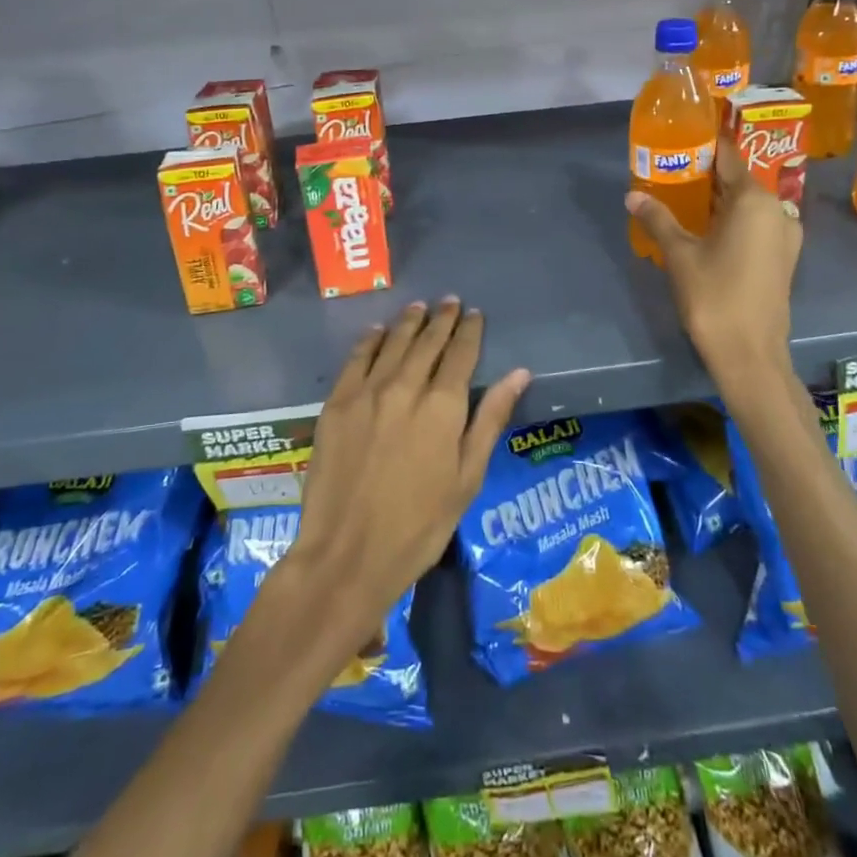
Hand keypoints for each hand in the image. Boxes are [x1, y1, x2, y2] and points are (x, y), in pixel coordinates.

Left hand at [281, 299, 529, 659]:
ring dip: (408, 322)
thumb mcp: (467, 479)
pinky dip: (370, 340)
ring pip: (392, 343)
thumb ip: (490, 420)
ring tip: (419, 307)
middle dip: (441, 319)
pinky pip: (356, 359)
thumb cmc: (419, 527)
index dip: (469, 331)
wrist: (347, 555)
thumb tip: (519, 373)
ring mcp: (367, 392)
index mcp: (443, 407)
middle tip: (450, 302)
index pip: (461, 354)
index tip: (475, 314)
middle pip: (427, 342)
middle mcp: (406, 387)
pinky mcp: (337, 403)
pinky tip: (377, 331)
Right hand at [627, 132, 801, 403]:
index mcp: (754, 200)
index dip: (705, 144)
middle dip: (707, 172)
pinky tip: (705, 226)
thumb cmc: (714, 296)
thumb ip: (658, 219)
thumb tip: (632, 195)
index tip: (681, 135)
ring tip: (683, 193)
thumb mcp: (679, 254)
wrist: (750, 354)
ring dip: (719, 197)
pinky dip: (732, 218)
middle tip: (672, 166)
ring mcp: (784, 235)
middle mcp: (777, 210)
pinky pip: (755, 223)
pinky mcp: (782, 257)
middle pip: (738, 179)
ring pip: (748, 203)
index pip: (729, 156)